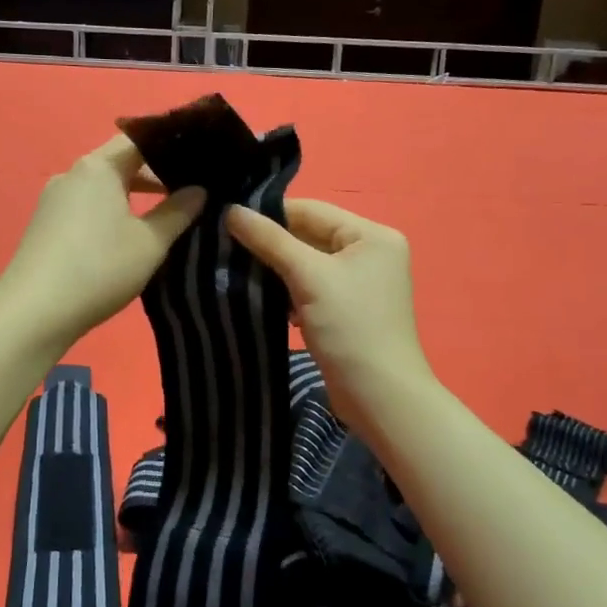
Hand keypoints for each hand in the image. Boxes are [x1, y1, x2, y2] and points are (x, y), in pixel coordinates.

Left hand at [0, 135, 205, 353]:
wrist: (34, 312)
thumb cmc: (100, 268)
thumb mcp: (150, 242)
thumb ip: (177, 212)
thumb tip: (199, 190)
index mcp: (98, 167)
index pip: (140, 139)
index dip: (171, 146)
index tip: (199, 161)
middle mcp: (72, 174)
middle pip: (119, 162)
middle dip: (154, 175)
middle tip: (189, 192)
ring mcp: (53, 200)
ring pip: (102, 187)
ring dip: (131, 197)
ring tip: (163, 216)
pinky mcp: (45, 225)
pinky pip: (85, 207)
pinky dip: (110, 213)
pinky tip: (125, 238)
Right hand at [225, 199, 432, 442]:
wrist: (379, 396)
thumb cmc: (350, 327)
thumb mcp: (309, 277)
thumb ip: (270, 240)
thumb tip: (231, 210)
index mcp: (372, 235)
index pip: (312, 210)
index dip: (270, 214)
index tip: (228, 221)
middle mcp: (371, 252)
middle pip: (310, 236)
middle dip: (271, 244)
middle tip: (226, 249)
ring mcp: (361, 283)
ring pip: (308, 264)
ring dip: (277, 270)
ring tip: (239, 273)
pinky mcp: (348, 310)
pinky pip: (312, 288)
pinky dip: (289, 292)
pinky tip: (264, 300)